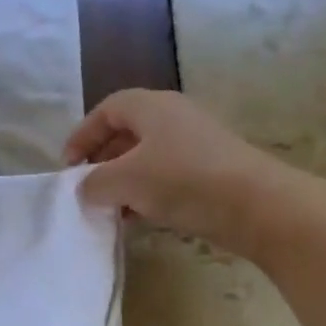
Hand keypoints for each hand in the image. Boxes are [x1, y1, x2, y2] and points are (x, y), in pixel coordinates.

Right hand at [65, 89, 283, 254]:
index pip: (106, 110)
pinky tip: (141, 219)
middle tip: (87, 188)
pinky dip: (148, 193)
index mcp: (151, 106)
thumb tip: (84, 187)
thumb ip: (94, 182)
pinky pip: (168, 176)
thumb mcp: (125, 180)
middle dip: (102, 161)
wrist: (257, 205)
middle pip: (127, 132)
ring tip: (110, 209)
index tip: (68, 167)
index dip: (82, 135)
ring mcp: (197, 143)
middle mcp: (174, 117)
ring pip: (147, 157)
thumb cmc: (182, 180)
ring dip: (124, 181)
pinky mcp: (212, 170)